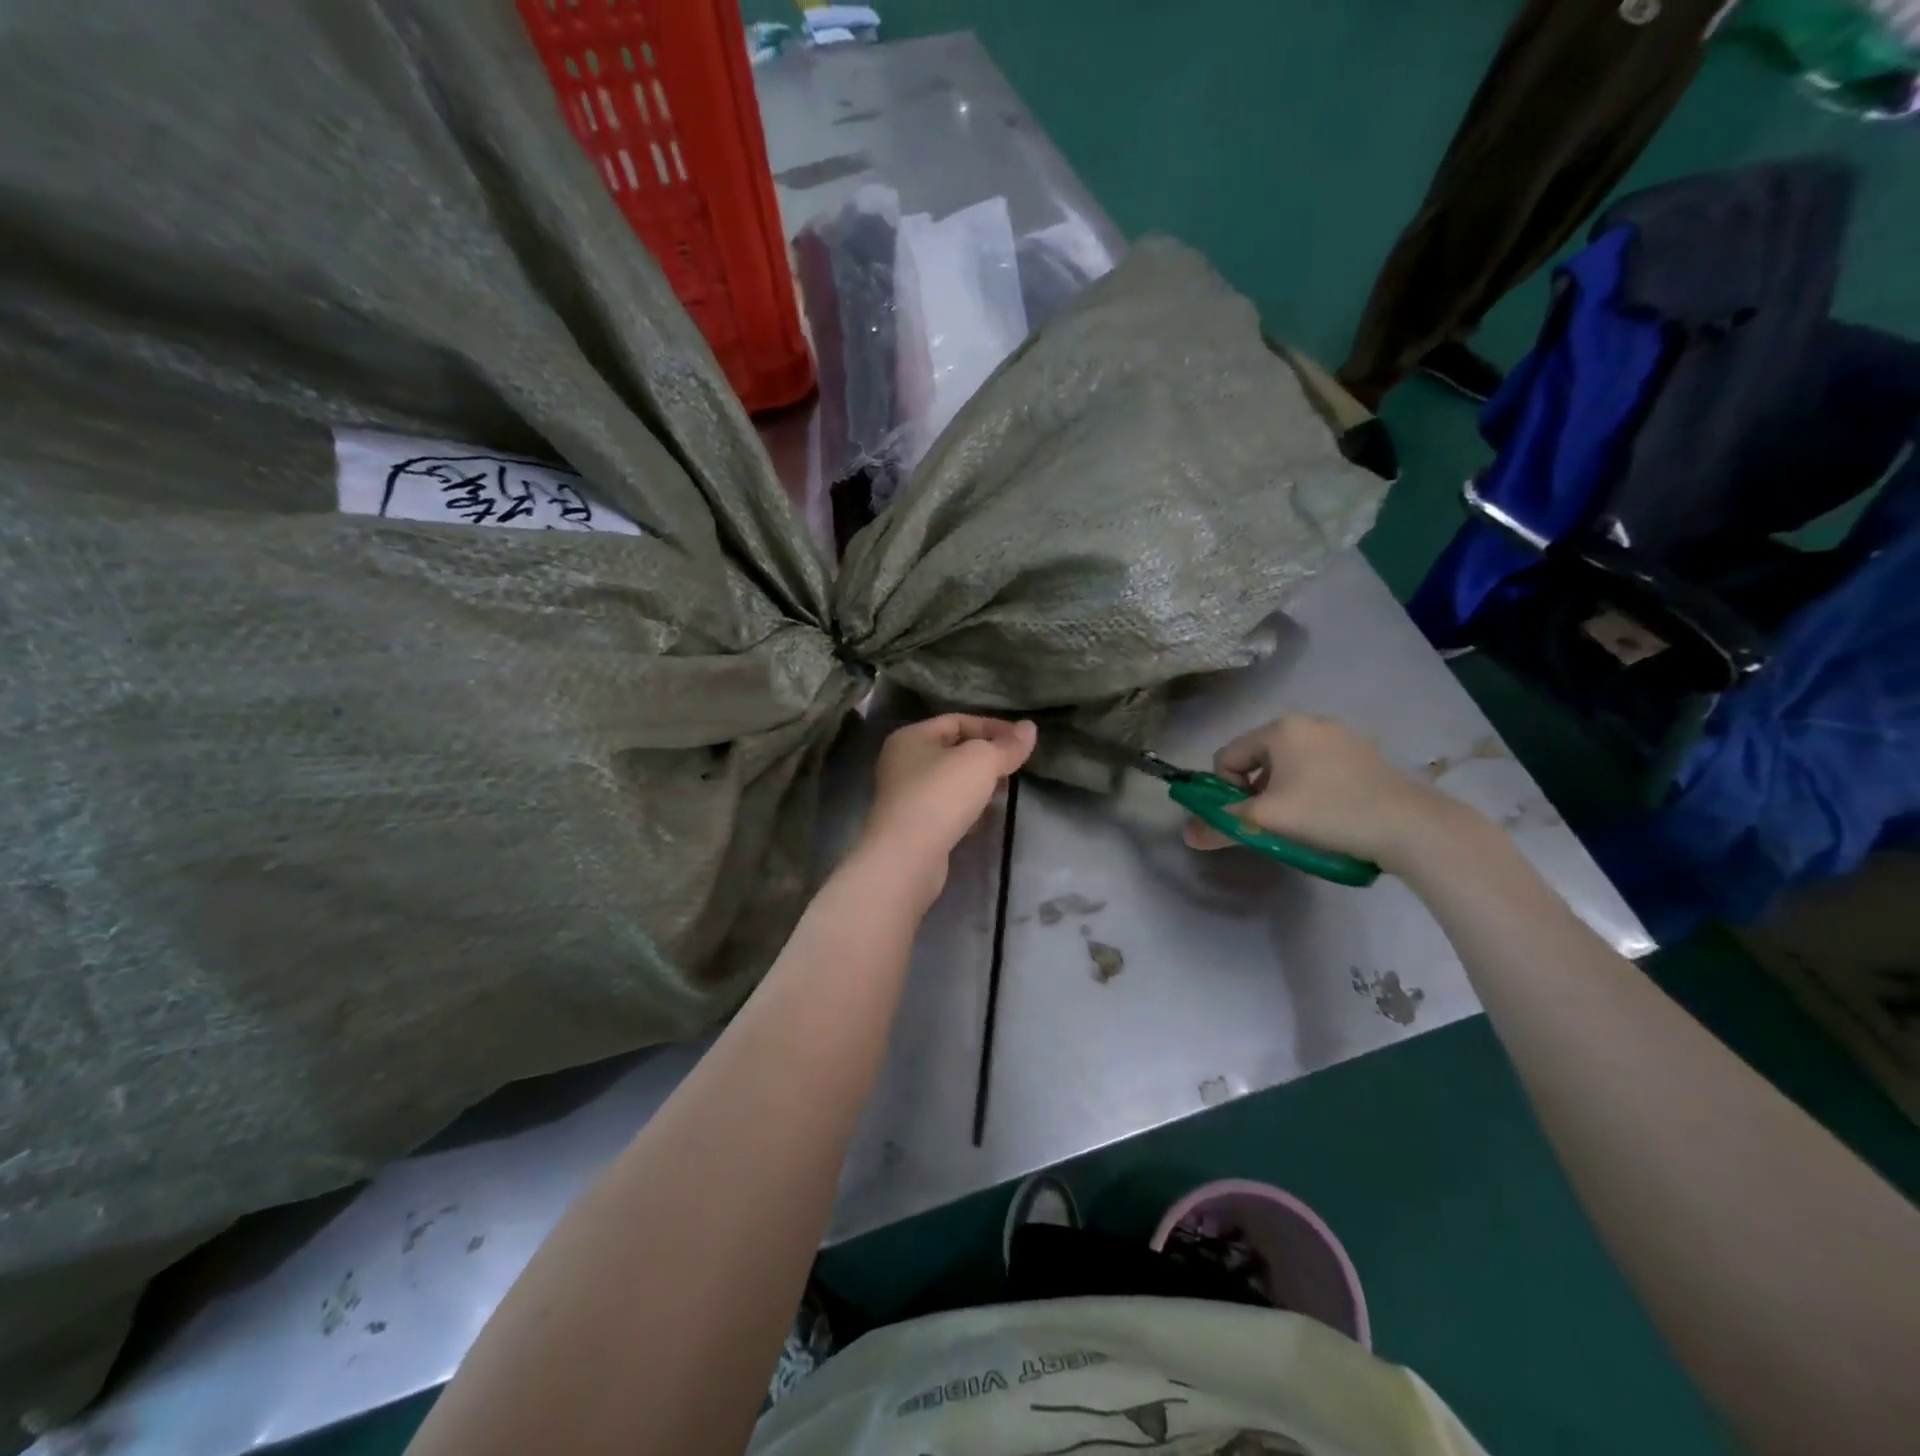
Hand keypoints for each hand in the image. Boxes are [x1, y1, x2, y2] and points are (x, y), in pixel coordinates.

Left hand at [858, 714, 1036, 902]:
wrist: (908, 856)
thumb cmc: (941, 795)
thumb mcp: (982, 761)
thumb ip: (1007, 745)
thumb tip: (1029, 728)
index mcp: (911, 737)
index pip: (957, 720)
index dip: (992, 726)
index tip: (1021, 741)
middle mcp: (902, 762)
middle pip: (953, 750)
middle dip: (986, 757)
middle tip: (1014, 768)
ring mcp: (904, 796)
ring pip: (950, 781)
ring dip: (978, 784)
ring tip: (1003, 793)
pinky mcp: (912, 826)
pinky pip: (946, 808)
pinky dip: (967, 809)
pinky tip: (984, 819)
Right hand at [1182, 714, 1464, 875]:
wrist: (1411, 826)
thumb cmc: (1329, 813)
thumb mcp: (1266, 821)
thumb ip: (1221, 825)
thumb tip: (1187, 835)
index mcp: (1280, 728)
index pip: (1226, 758)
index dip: (1227, 792)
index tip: (1250, 817)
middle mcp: (1308, 722)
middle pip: (1257, 760)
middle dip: (1256, 792)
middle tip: (1277, 822)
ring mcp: (1340, 735)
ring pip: (1288, 766)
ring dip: (1283, 792)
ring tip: (1305, 822)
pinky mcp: (1364, 753)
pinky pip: (1318, 768)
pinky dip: (1312, 789)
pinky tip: (1332, 813)